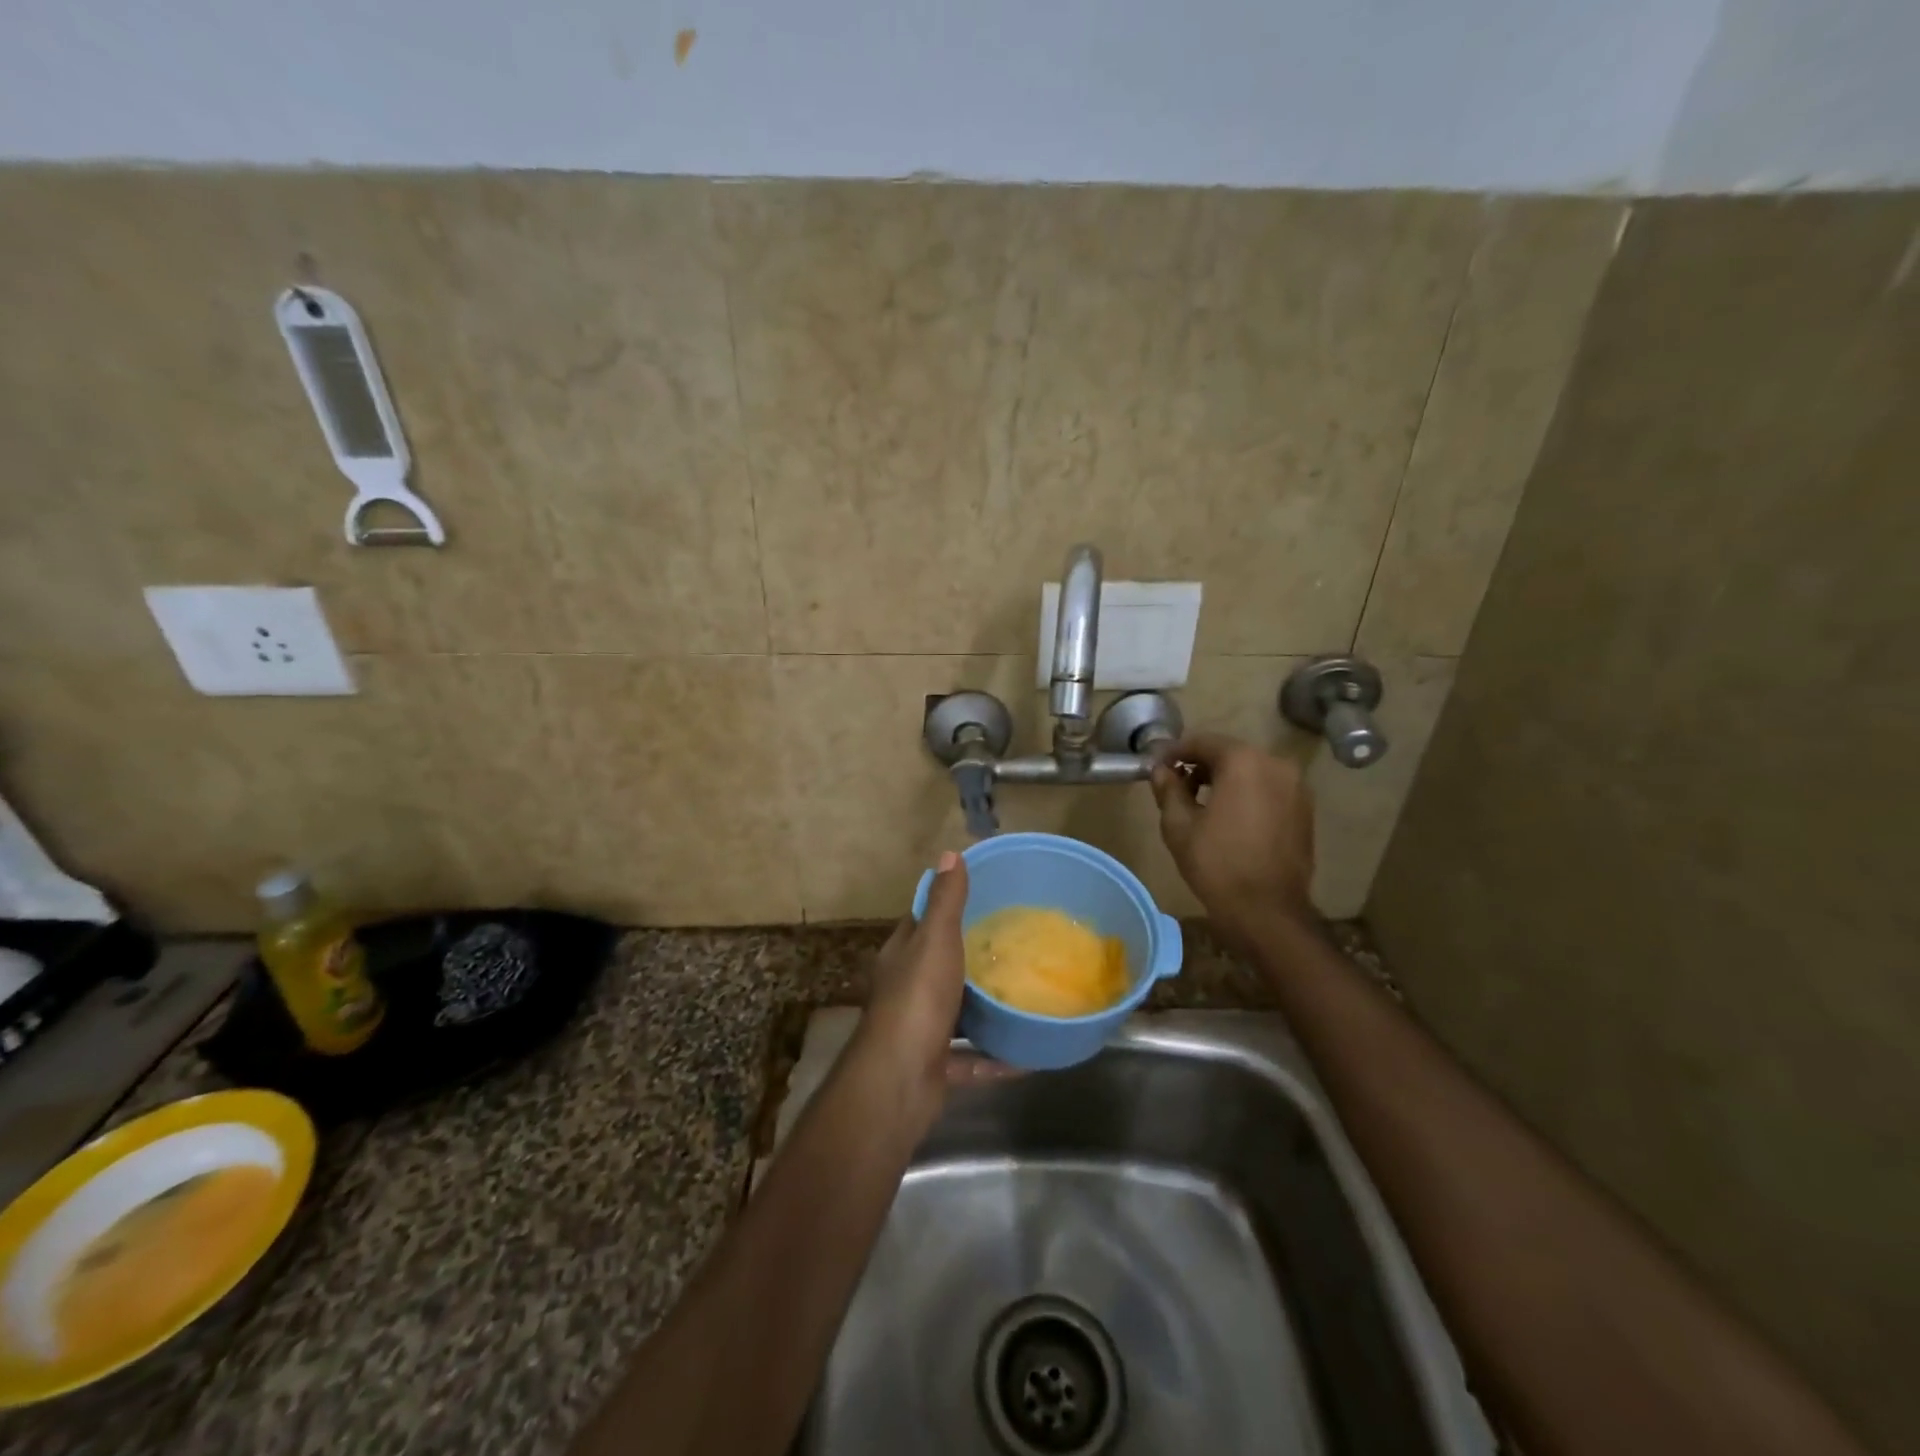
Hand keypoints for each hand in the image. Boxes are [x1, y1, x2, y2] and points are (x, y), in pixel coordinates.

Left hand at [859, 853, 1013, 1111]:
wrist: (899, 1081)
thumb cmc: (917, 999)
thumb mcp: (935, 940)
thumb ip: (945, 901)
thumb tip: (950, 853)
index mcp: (901, 956)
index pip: (920, 922)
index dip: (944, 907)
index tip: (982, 897)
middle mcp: (907, 990)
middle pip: (939, 966)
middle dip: (970, 957)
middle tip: (1015, 944)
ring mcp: (920, 1030)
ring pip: (956, 1013)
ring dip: (984, 1008)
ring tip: (1024, 993)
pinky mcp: (936, 1067)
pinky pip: (971, 1059)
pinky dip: (996, 1057)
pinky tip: (1028, 1054)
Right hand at [1150, 732, 1316, 939]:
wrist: (1267, 911)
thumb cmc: (1216, 863)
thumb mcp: (1179, 825)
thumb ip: (1168, 788)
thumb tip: (1161, 770)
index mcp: (1243, 761)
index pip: (1202, 742)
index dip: (1174, 752)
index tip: (1156, 766)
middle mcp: (1275, 764)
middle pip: (1229, 753)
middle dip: (1200, 764)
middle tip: (1174, 784)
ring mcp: (1296, 787)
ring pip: (1251, 771)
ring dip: (1224, 779)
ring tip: (1199, 802)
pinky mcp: (1304, 810)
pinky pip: (1268, 789)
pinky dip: (1246, 793)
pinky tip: (1228, 817)